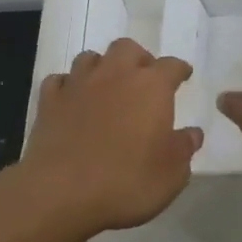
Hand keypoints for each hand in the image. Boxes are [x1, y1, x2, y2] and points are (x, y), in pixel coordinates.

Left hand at [18, 38, 202, 237]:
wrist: (61, 192)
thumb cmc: (127, 182)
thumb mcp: (172, 174)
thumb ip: (184, 148)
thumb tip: (192, 133)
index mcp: (151, 87)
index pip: (171, 66)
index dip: (179, 70)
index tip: (183, 76)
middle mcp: (115, 75)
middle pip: (127, 48)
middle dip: (138, 58)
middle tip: (143, 79)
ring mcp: (78, 85)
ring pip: (90, 58)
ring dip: (102, 67)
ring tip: (107, 86)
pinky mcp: (49, 102)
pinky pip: (59, 81)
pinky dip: (68, 86)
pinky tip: (72, 100)